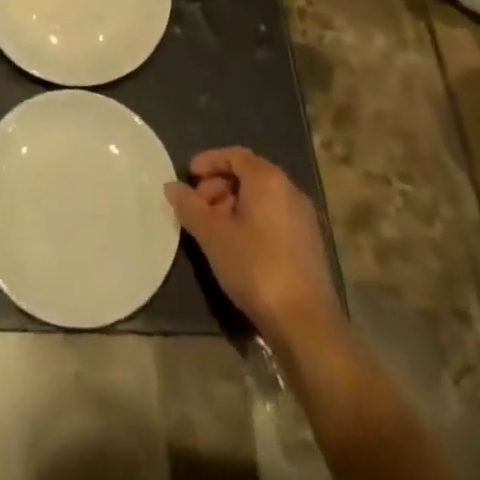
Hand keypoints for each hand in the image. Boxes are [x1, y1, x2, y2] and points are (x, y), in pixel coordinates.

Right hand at [165, 146, 344, 350]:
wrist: (306, 325)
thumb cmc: (256, 267)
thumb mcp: (213, 235)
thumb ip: (189, 206)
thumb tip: (171, 187)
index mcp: (268, 180)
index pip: (234, 155)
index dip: (208, 161)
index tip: (188, 176)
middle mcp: (289, 190)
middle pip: (248, 175)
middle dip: (218, 185)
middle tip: (197, 207)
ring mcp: (303, 218)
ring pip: (261, 198)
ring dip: (233, 205)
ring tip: (213, 230)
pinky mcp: (308, 244)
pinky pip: (273, 217)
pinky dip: (251, 221)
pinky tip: (236, 247)